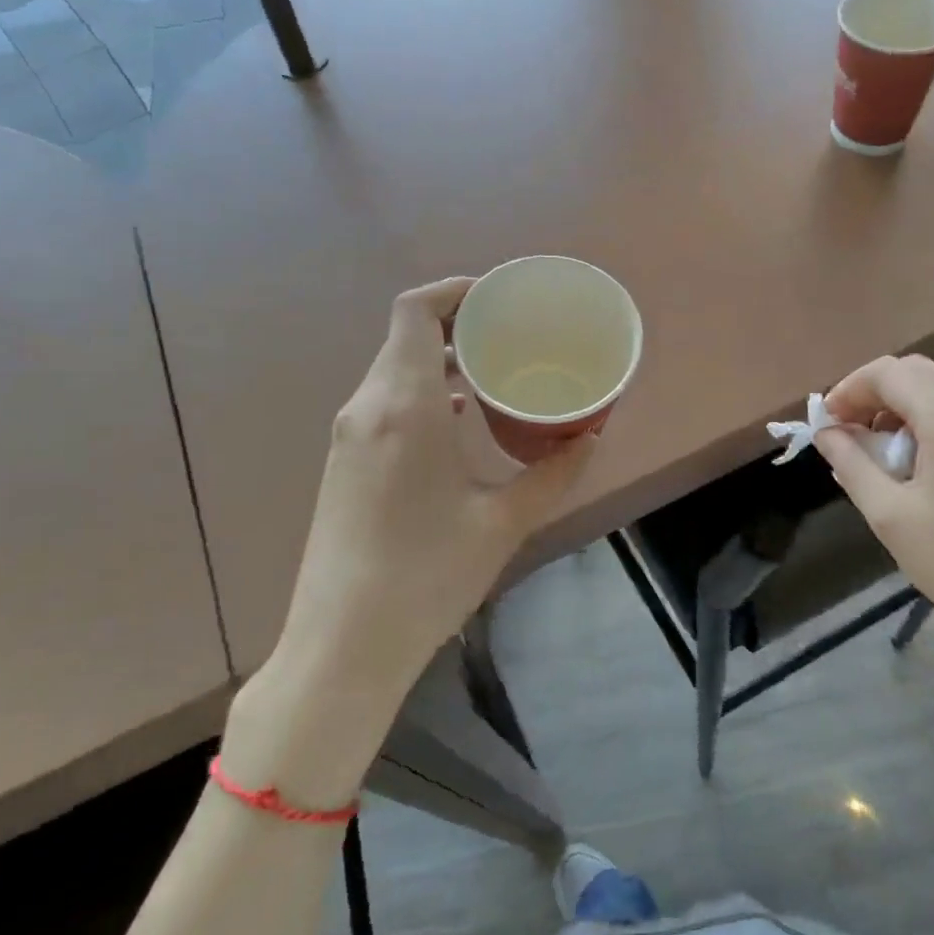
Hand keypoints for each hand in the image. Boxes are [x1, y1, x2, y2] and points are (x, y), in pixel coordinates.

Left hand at [226, 280, 592, 805]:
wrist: (343, 644)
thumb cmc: (426, 576)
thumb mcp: (502, 522)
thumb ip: (553, 474)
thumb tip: (590, 437)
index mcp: (403, 406)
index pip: (415, 311)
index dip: (455, 290)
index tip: (498, 297)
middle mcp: (368, 408)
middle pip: (405, 336)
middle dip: (458, 324)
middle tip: (512, 335)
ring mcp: (350, 437)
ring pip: (394, 370)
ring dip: (441, 360)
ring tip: (495, 374)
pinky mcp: (345, 463)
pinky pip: (386, 402)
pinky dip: (424, 392)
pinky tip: (460, 421)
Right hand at [814, 355, 933, 660]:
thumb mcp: (888, 513)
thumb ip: (850, 462)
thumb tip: (825, 432)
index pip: (889, 374)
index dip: (849, 389)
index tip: (825, 422)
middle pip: (915, 372)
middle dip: (872, 392)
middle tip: (844, 430)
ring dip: (898, 405)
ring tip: (872, 448)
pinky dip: (924, 420)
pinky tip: (908, 458)